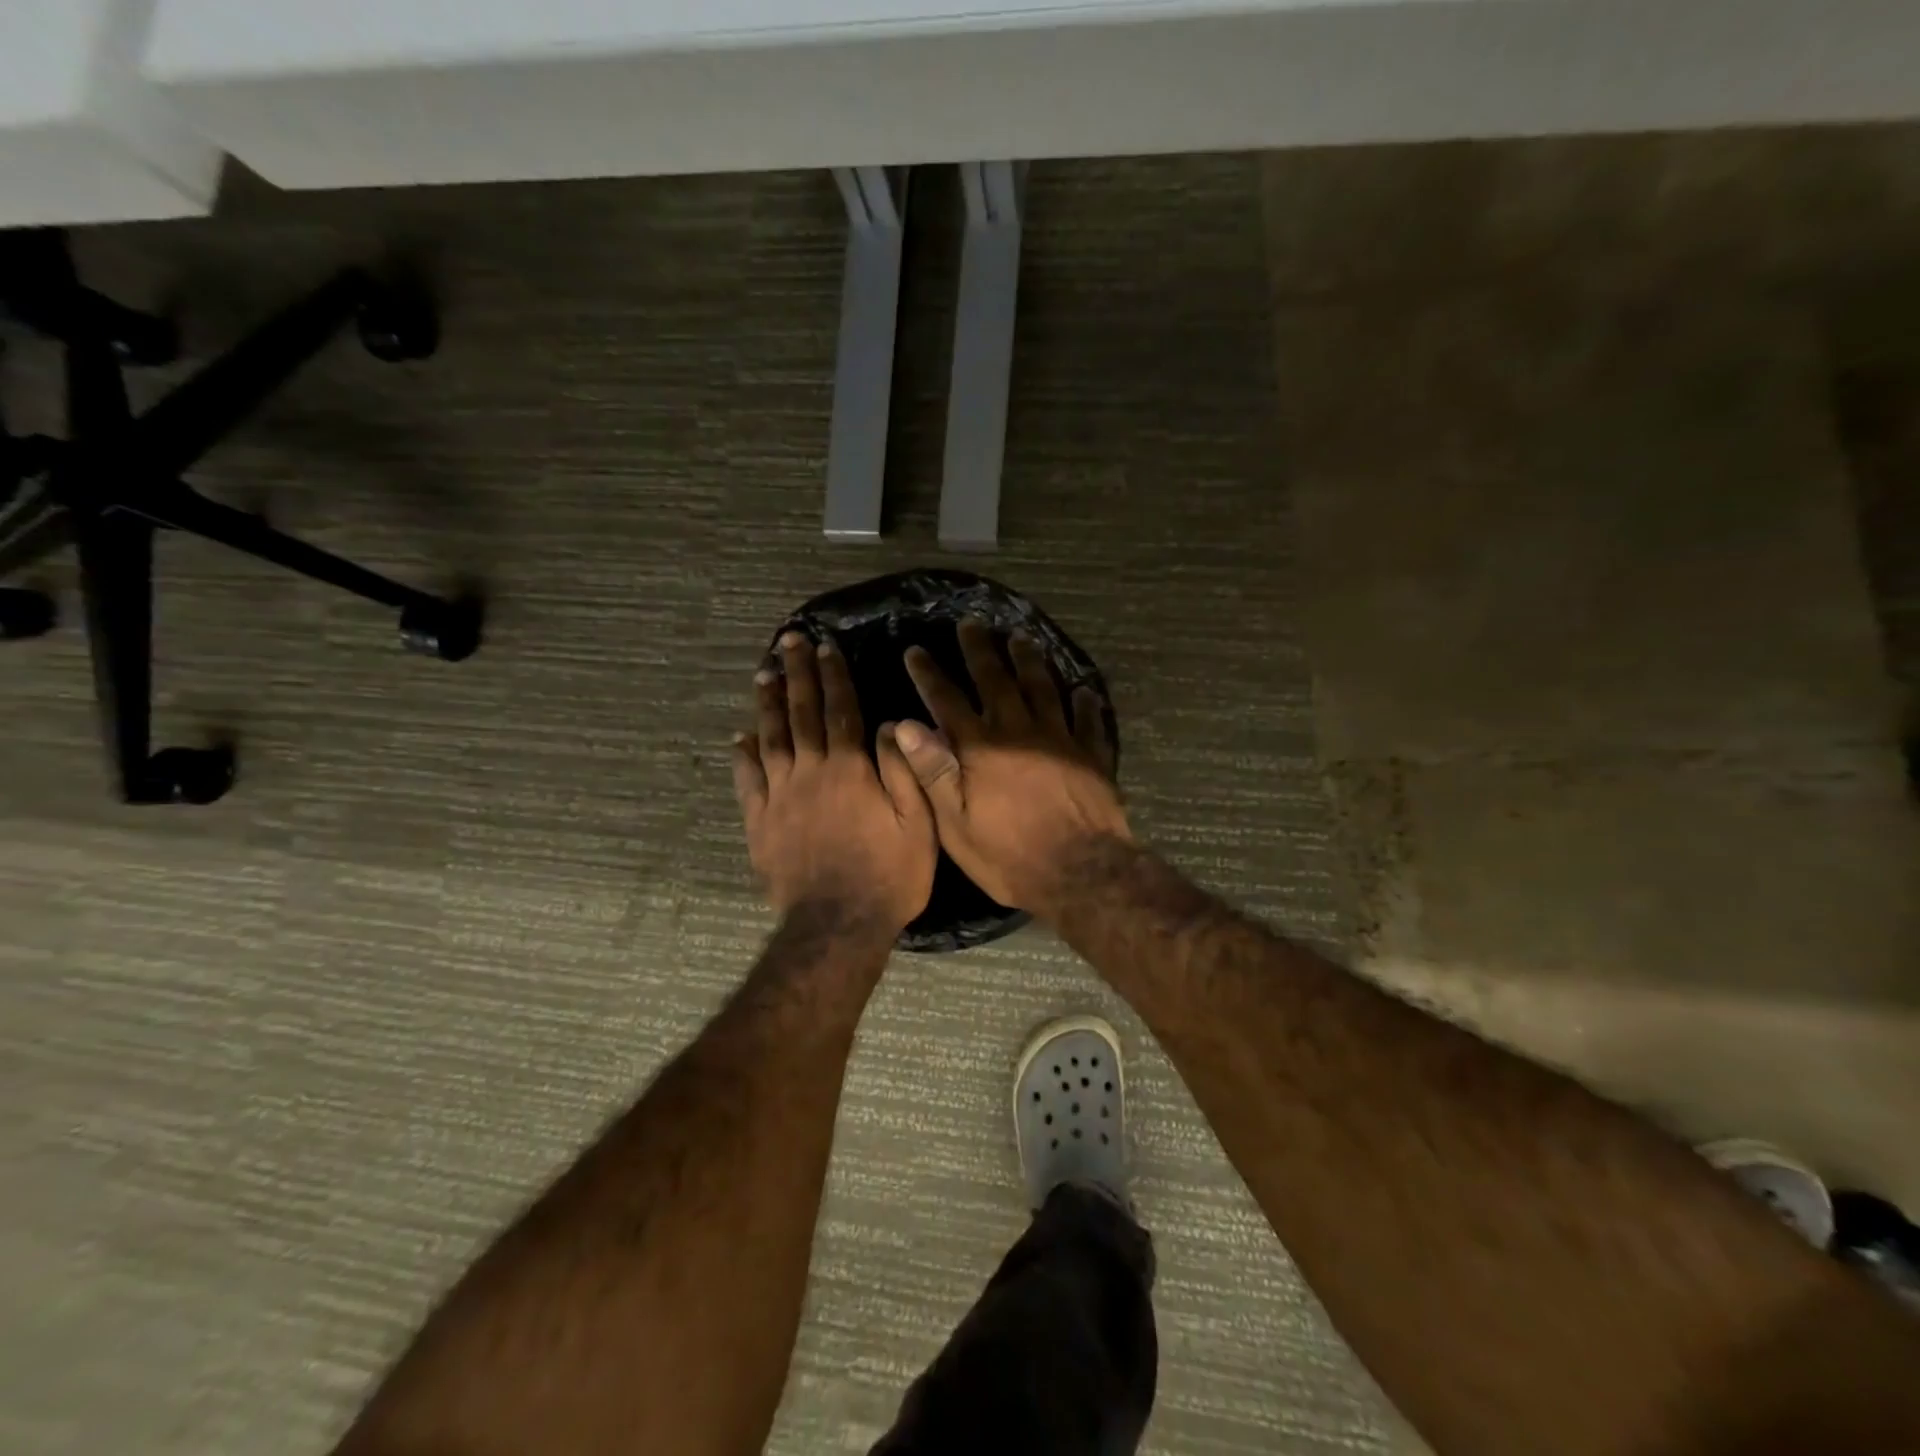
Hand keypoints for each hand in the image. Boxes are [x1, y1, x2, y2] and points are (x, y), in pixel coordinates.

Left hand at [732, 631, 937, 933]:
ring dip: (767, 703)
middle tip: (788, 641)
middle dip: (796, 674)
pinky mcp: (759, 822)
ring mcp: (779, 796)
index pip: (840, 710)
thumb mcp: (917, 824)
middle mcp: (809, 772)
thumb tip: (889, 724)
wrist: (837, 926)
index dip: (834, 675)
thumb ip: (903, 770)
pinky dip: (743, 755)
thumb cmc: (889, 875)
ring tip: (764, 674)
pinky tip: (740, 737)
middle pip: (801, 713)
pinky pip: (747, 780)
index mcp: (849, 769)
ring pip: (770, 738)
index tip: (825, 646)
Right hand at [893, 620, 1129, 918]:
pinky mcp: (1092, 755)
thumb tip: (905, 725)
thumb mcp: (956, 823)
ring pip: (1043, 688)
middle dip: (980, 650)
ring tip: (1020, 638)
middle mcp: (1019, 731)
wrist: (1080, 872)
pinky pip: (1088, 720)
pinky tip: (1083, 689)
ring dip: (1029, 661)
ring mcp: (1060, 739)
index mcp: (981, 748)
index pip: (947, 701)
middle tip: (971, 623)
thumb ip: (932, 771)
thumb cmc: (1009, 855)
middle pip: (997, 680)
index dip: (929, 675)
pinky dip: (1085, 703)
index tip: (916, 651)